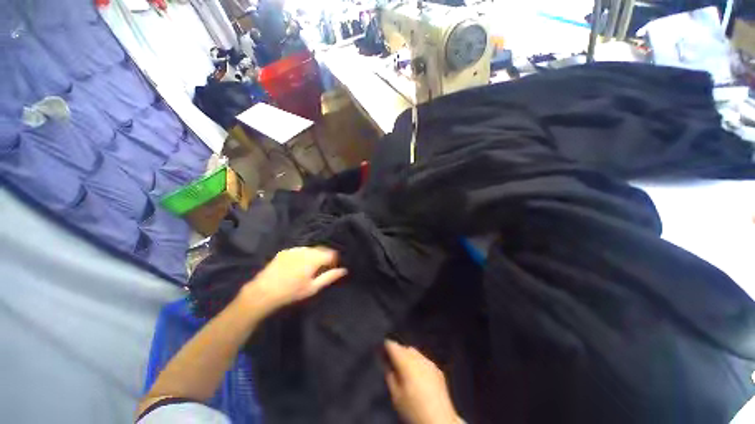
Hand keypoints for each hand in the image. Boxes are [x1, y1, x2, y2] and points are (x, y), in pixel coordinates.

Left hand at [240, 247, 346, 314]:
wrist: (263, 292)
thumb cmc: (291, 292)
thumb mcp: (313, 287)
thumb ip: (330, 276)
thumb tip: (344, 270)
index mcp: (314, 258)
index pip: (332, 254)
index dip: (335, 260)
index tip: (333, 268)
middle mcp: (305, 249)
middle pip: (322, 249)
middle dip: (325, 257)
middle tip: (323, 269)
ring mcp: (294, 249)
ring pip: (311, 249)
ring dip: (315, 256)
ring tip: (310, 268)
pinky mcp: (285, 251)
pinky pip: (300, 250)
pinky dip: (304, 255)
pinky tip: (299, 266)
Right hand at [384, 340, 460, 423]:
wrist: (439, 420)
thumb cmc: (413, 409)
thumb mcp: (396, 396)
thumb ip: (389, 376)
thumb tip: (386, 363)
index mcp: (406, 363)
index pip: (393, 346)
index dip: (386, 346)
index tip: (382, 350)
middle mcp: (418, 358)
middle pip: (405, 348)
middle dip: (398, 352)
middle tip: (392, 363)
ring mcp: (429, 363)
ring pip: (415, 353)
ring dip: (409, 357)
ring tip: (405, 370)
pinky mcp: (438, 370)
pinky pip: (424, 361)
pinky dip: (419, 363)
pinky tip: (418, 376)